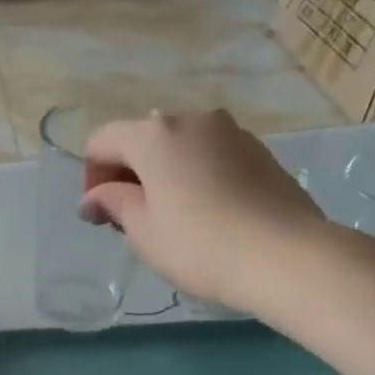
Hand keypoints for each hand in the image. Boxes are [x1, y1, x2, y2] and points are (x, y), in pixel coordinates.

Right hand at [82, 109, 330, 312]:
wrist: (282, 254)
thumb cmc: (198, 245)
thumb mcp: (143, 231)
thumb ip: (113, 204)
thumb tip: (93, 198)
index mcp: (155, 135)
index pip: (103, 141)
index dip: (92, 178)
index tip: (100, 217)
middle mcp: (192, 119)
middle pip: (143, 138)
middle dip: (128, 174)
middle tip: (130, 220)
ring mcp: (230, 131)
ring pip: (179, 146)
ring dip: (162, 174)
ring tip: (168, 219)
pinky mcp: (257, 150)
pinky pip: (209, 155)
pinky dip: (194, 176)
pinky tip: (203, 214)